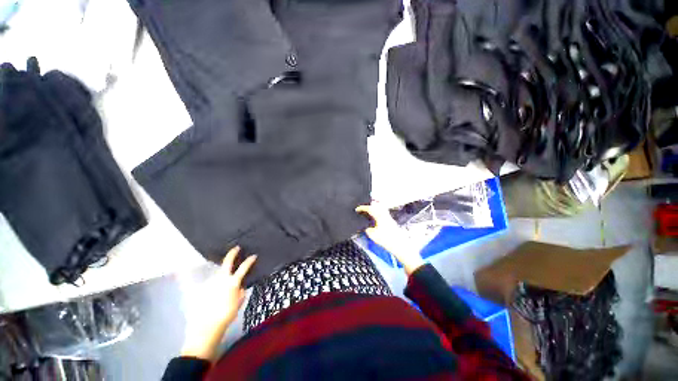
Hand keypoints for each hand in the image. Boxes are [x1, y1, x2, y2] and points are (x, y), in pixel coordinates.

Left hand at [180, 246, 256, 359]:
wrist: (206, 326)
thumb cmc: (226, 315)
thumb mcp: (239, 303)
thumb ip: (241, 291)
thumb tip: (240, 286)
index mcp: (232, 282)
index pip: (243, 267)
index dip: (249, 260)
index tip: (253, 256)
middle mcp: (221, 279)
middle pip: (227, 262)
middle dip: (232, 253)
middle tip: (236, 248)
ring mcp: (210, 282)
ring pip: (218, 273)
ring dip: (223, 272)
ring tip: (225, 277)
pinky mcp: (202, 288)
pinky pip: (211, 282)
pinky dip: (215, 283)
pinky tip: (215, 291)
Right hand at [356, 203, 424, 274]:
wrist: (399, 245)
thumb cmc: (385, 239)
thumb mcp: (372, 235)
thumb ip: (367, 229)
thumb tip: (366, 227)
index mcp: (379, 216)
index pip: (370, 208)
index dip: (362, 208)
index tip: (357, 209)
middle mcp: (385, 214)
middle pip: (377, 205)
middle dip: (370, 205)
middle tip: (363, 208)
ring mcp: (389, 218)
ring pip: (381, 209)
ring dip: (375, 209)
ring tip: (369, 212)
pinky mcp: (391, 222)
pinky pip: (383, 213)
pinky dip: (378, 213)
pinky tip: (376, 218)